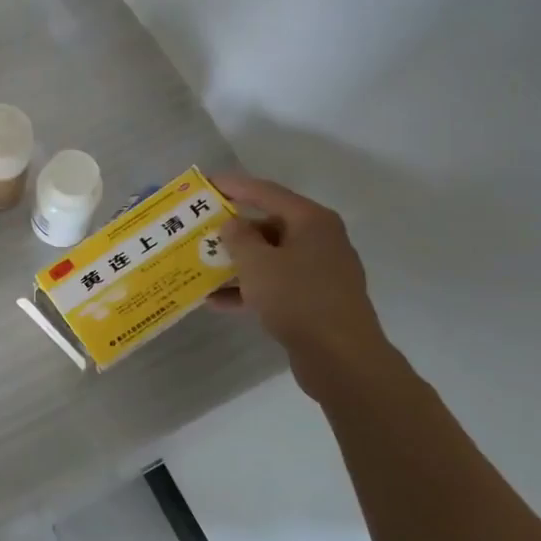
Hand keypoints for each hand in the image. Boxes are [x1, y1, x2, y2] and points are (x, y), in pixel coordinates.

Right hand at [210, 172, 395, 399]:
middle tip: (200, 230)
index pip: (266, 191)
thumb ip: (238, 237)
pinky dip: (250, 289)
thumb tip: (232, 223)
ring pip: (270, 258)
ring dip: (237, 263)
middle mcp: (320, 240)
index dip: (234, 186)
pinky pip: (276, 285)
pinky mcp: (315, 300)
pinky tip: (218, 302)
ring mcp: (320, 272)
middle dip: (232, 230)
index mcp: (311, 221)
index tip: (206, 184)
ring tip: (201, 267)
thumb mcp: (257, 263)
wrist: (341, 357)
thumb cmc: (298, 298)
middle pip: (268, 225)